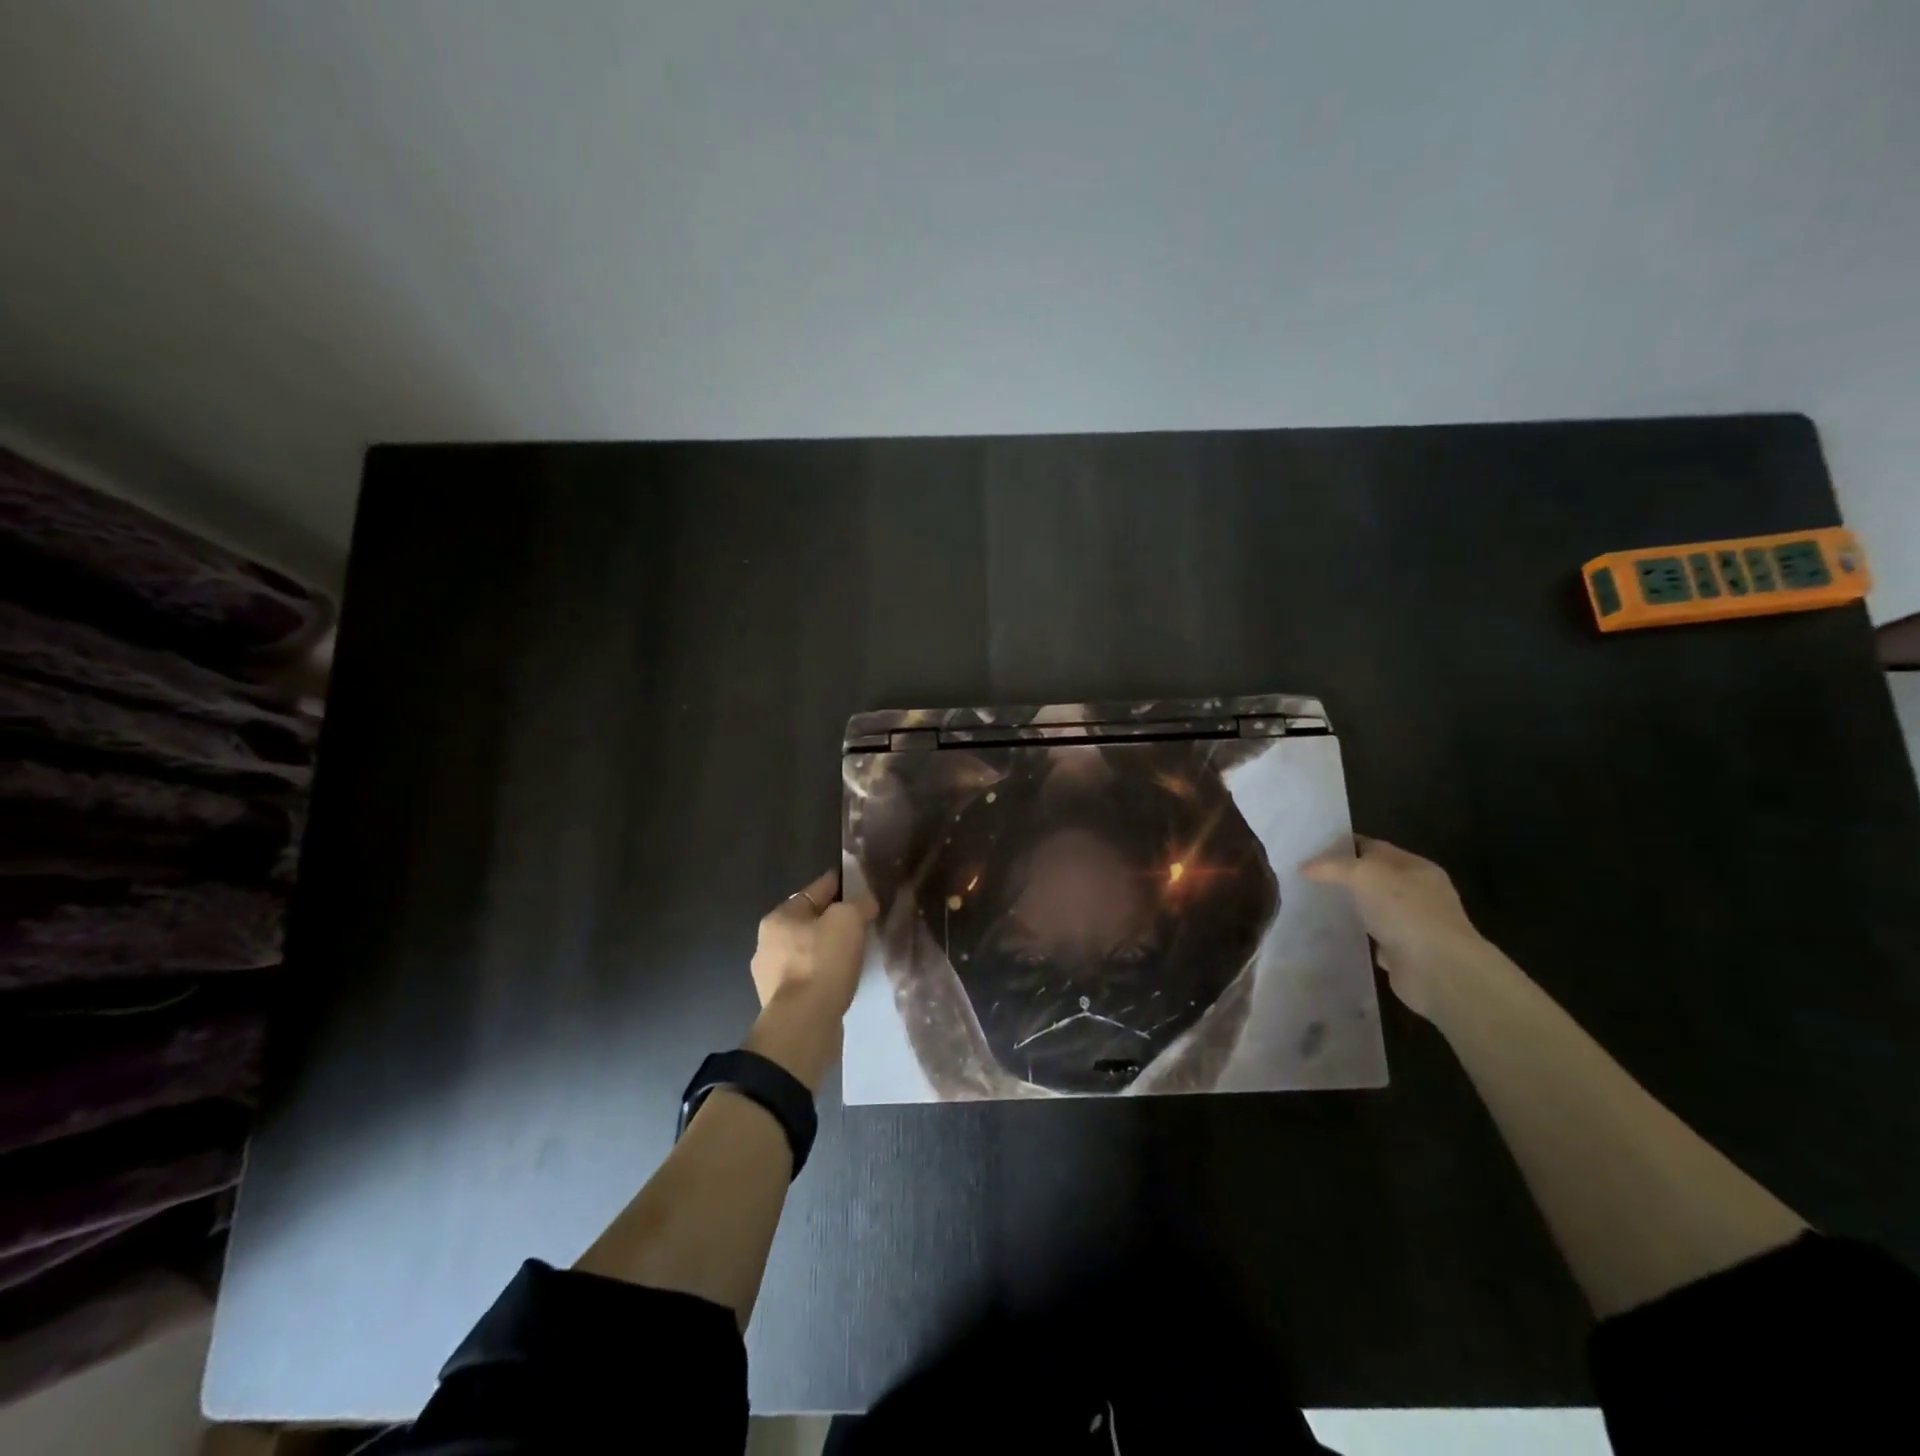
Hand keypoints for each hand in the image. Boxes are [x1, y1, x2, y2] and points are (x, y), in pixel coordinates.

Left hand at [745, 870, 876, 1088]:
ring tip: (855, 952)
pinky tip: (841, 978)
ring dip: (828, 949)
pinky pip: (809, 977)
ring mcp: (771, 976)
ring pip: (808, 951)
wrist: (803, 1026)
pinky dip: (825, 974)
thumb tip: (865, 902)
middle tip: (861, 921)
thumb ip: (858, 904)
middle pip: (809, 921)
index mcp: (779, 917)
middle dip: (833, 919)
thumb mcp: (848, 920)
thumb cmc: (822, 963)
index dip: (839, 884)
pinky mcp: (782, 1003)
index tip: (859, 885)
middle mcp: (768, 943)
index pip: (815, 890)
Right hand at [1301, 836, 1488, 1019]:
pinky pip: (1373, 938)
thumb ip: (1332, 867)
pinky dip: (1356, 936)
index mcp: (1415, 867)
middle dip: (1342, 877)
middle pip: (1373, 878)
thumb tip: (1305, 867)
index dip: (1342, 846)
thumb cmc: (1406, 912)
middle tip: (1305, 877)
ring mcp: (1412, 924)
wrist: (1438, 971)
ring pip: (1372, 908)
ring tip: (1313, 903)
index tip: (1310, 850)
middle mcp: (1418, 893)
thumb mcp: (1363, 875)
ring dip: (1349, 907)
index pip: (1374, 847)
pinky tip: (1332, 933)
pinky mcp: (1404, 952)